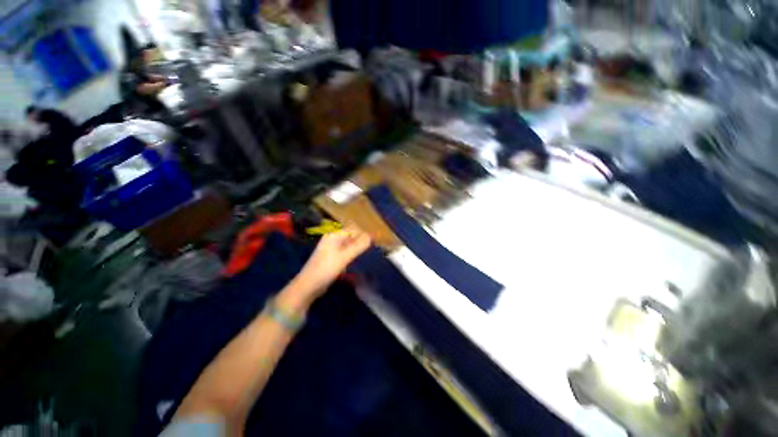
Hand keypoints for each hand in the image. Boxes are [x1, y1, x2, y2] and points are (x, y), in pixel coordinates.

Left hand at [296, 226, 370, 296]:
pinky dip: (352, 253)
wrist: (308, 285)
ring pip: (348, 244)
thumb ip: (358, 246)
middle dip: (362, 239)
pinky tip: (358, 258)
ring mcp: (331, 248)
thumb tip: (371, 236)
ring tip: (369, 251)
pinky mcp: (331, 257)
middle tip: (374, 245)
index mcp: (334, 235)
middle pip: (350, 235)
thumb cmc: (326, 268)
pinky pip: (345, 251)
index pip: (353, 229)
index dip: (364, 233)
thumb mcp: (344, 257)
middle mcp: (332, 239)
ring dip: (357, 246)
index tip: (376, 239)